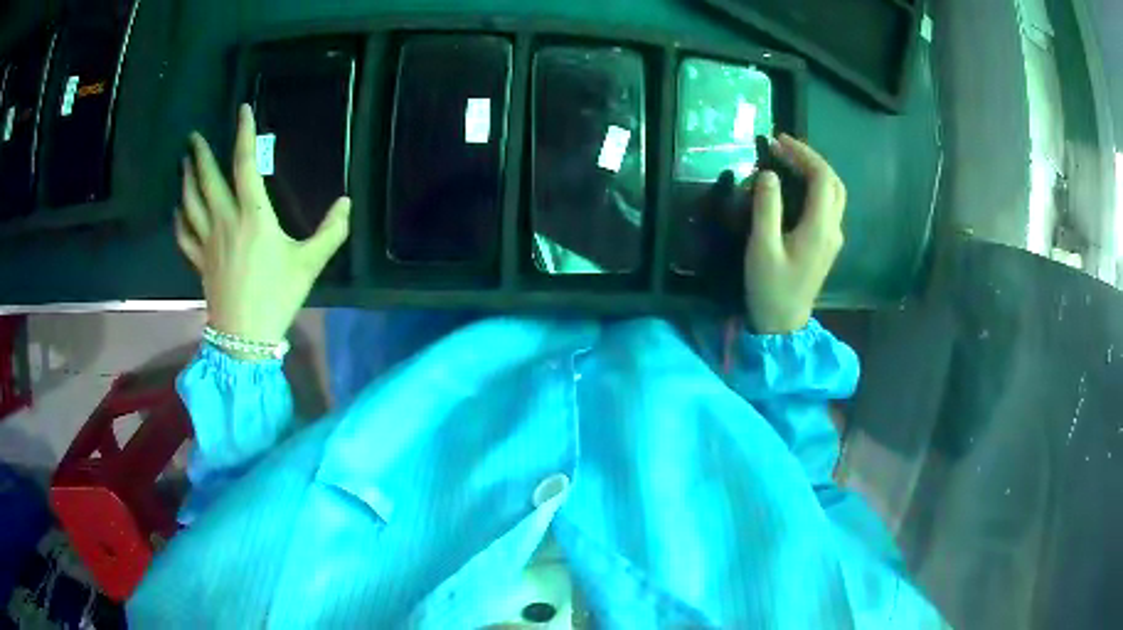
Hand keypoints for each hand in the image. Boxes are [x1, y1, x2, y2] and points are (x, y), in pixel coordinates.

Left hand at [175, 104, 350, 345]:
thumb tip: (346, 203)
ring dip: (186, 179)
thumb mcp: (310, 263)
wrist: (244, 337)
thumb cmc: (277, 296)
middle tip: (193, 136)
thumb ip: (331, 231)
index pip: (245, 163)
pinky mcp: (199, 261)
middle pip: (208, 179)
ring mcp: (208, 241)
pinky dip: (179, 220)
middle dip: (200, 154)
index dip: (244, 133)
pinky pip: (184, 235)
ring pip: (191, 203)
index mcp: (253, 214)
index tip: (242, 110)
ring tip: (184, 163)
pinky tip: (178, 210)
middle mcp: (225, 220)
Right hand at [743, 134, 845, 333]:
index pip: (821, 178)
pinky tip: (796, 184)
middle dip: (811, 158)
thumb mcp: (762, 247)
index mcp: (820, 227)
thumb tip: (770, 173)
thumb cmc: (770, 286)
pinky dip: (815, 186)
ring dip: (816, 171)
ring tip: (789, 160)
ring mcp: (833, 237)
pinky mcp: (827, 243)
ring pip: (834, 193)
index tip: (778, 141)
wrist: (783, 322)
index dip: (803, 154)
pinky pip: (828, 204)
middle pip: (834, 182)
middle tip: (783, 146)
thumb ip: (767, 207)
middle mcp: (833, 228)